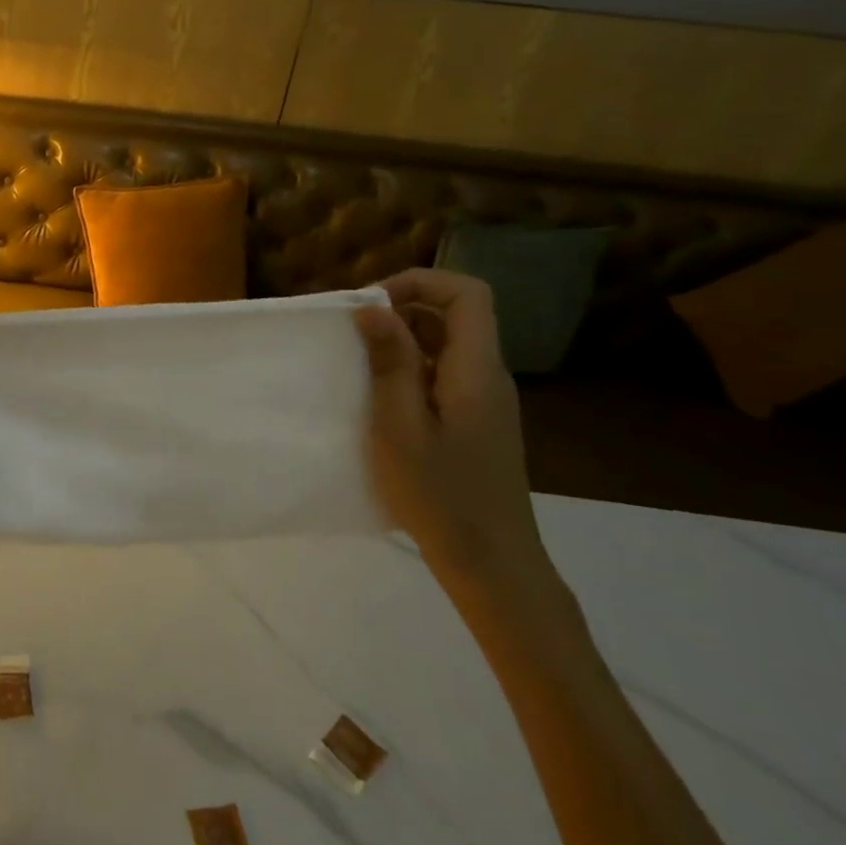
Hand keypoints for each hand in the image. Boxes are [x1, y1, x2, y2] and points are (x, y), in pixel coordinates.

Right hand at [355, 269, 546, 587]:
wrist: (491, 562)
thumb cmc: (440, 494)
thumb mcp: (399, 427)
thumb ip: (390, 363)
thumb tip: (372, 308)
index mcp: (476, 369)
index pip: (467, 293)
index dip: (419, 282)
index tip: (371, 304)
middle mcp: (488, 375)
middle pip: (455, 315)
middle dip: (402, 309)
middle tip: (354, 333)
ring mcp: (485, 401)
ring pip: (447, 345)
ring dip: (402, 341)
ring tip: (359, 364)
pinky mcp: (477, 422)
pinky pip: (444, 374)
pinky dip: (411, 370)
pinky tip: (380, 399)